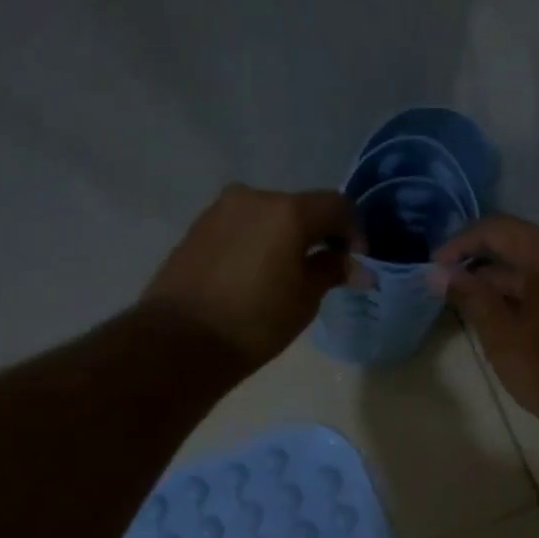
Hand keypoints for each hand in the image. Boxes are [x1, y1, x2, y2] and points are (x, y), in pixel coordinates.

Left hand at [141, 184, 362, 369]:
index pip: (337, 205)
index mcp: (288, 211)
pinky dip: (256, 243)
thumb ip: (332, 271)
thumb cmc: (255, 321)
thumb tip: (358, 267)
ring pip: (267, 217)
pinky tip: (254, 276)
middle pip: (300, 208)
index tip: (355, 262)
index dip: (354, 231)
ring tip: (285, 276)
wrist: (180, 339)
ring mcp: (220, 210)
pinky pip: (241, 228)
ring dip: (284, 238)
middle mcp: (253, 197)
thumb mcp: (304, 300)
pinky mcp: (197, 228)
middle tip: (323, 270)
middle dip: (317, 234)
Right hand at [431, 216, 538, 443]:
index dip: (461, 243)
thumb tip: (438, 272)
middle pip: (519, 245)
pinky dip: (525, 293)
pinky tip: (498, 314)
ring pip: (535, 266)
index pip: (499, 229)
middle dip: (480, 265)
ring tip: (465, 304)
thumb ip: (470, 296)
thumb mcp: (502, 336)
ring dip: (501, 282)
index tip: (435, 265)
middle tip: (445, 287)